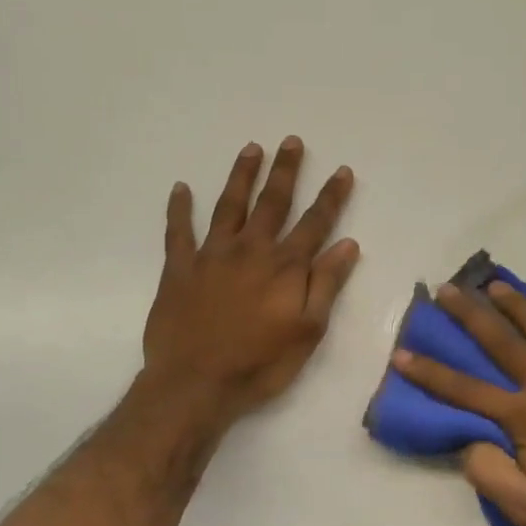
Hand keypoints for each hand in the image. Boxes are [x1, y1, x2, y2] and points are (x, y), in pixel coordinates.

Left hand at [141, 138, 358, 424]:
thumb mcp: (308, 331)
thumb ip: (326, 284)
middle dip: (285, 171)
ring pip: (229, 206)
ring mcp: (212, 256)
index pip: (315, 223)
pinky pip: (178, 232)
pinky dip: (179, 209)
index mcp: (285, 267)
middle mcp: (250, 250)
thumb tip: (348, 244)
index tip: (341, 170)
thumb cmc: (260, 364)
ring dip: (241, 176)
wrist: (196, 384)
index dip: (331, 196)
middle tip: (291, 141)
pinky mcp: (179, 269)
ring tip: (250, 149)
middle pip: (272, 203)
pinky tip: (181, 188)